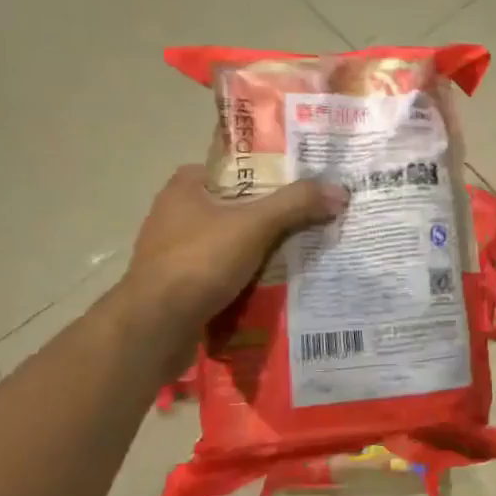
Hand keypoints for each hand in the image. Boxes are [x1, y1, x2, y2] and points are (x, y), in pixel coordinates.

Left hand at [123, 166, 347, 349]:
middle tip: (309, 219)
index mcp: (185, 189)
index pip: (232, 169)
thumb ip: (297, 204)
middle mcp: (175, 215)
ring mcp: (175, 253)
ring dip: (259, 249)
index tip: (298, 184)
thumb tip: (340, 191)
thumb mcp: (255, 225)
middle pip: (235, 207)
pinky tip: (274, 284)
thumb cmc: (199, 261)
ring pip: (230, 242)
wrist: (155, 327)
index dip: (266, 174)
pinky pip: (223, 273)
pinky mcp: (179, 285)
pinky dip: (246, 277)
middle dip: (269, 215)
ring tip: (300, 253)